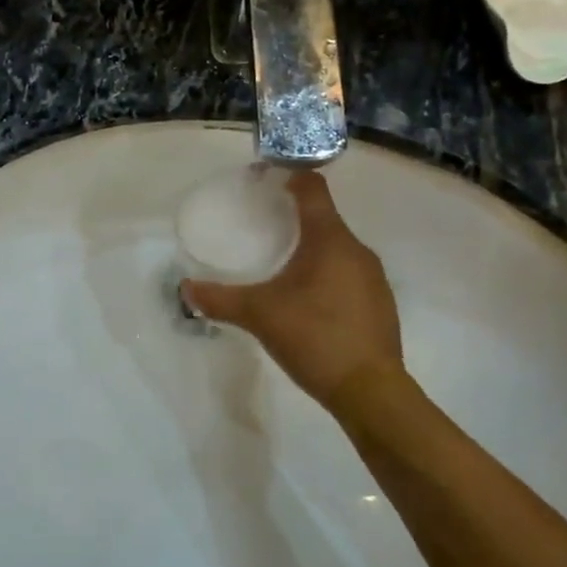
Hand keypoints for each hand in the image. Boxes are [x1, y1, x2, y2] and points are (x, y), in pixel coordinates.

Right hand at [183, 171, 412, 414]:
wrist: (370, 391)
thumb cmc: (314, 337)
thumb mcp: (259, 315)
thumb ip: (220, 299)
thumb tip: (186, 288)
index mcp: (329, 239)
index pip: (312, 188)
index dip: (289, 175)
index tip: (264, 179)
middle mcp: (356, 250)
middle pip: (324, 217)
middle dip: (293, 215)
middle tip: (261, 225)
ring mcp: (373, 277)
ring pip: (337, 248)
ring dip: (311, 247)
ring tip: (281, 263)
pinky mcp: (380, 303)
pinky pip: (348, 273)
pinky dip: (326, 273)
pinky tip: (308, 299)